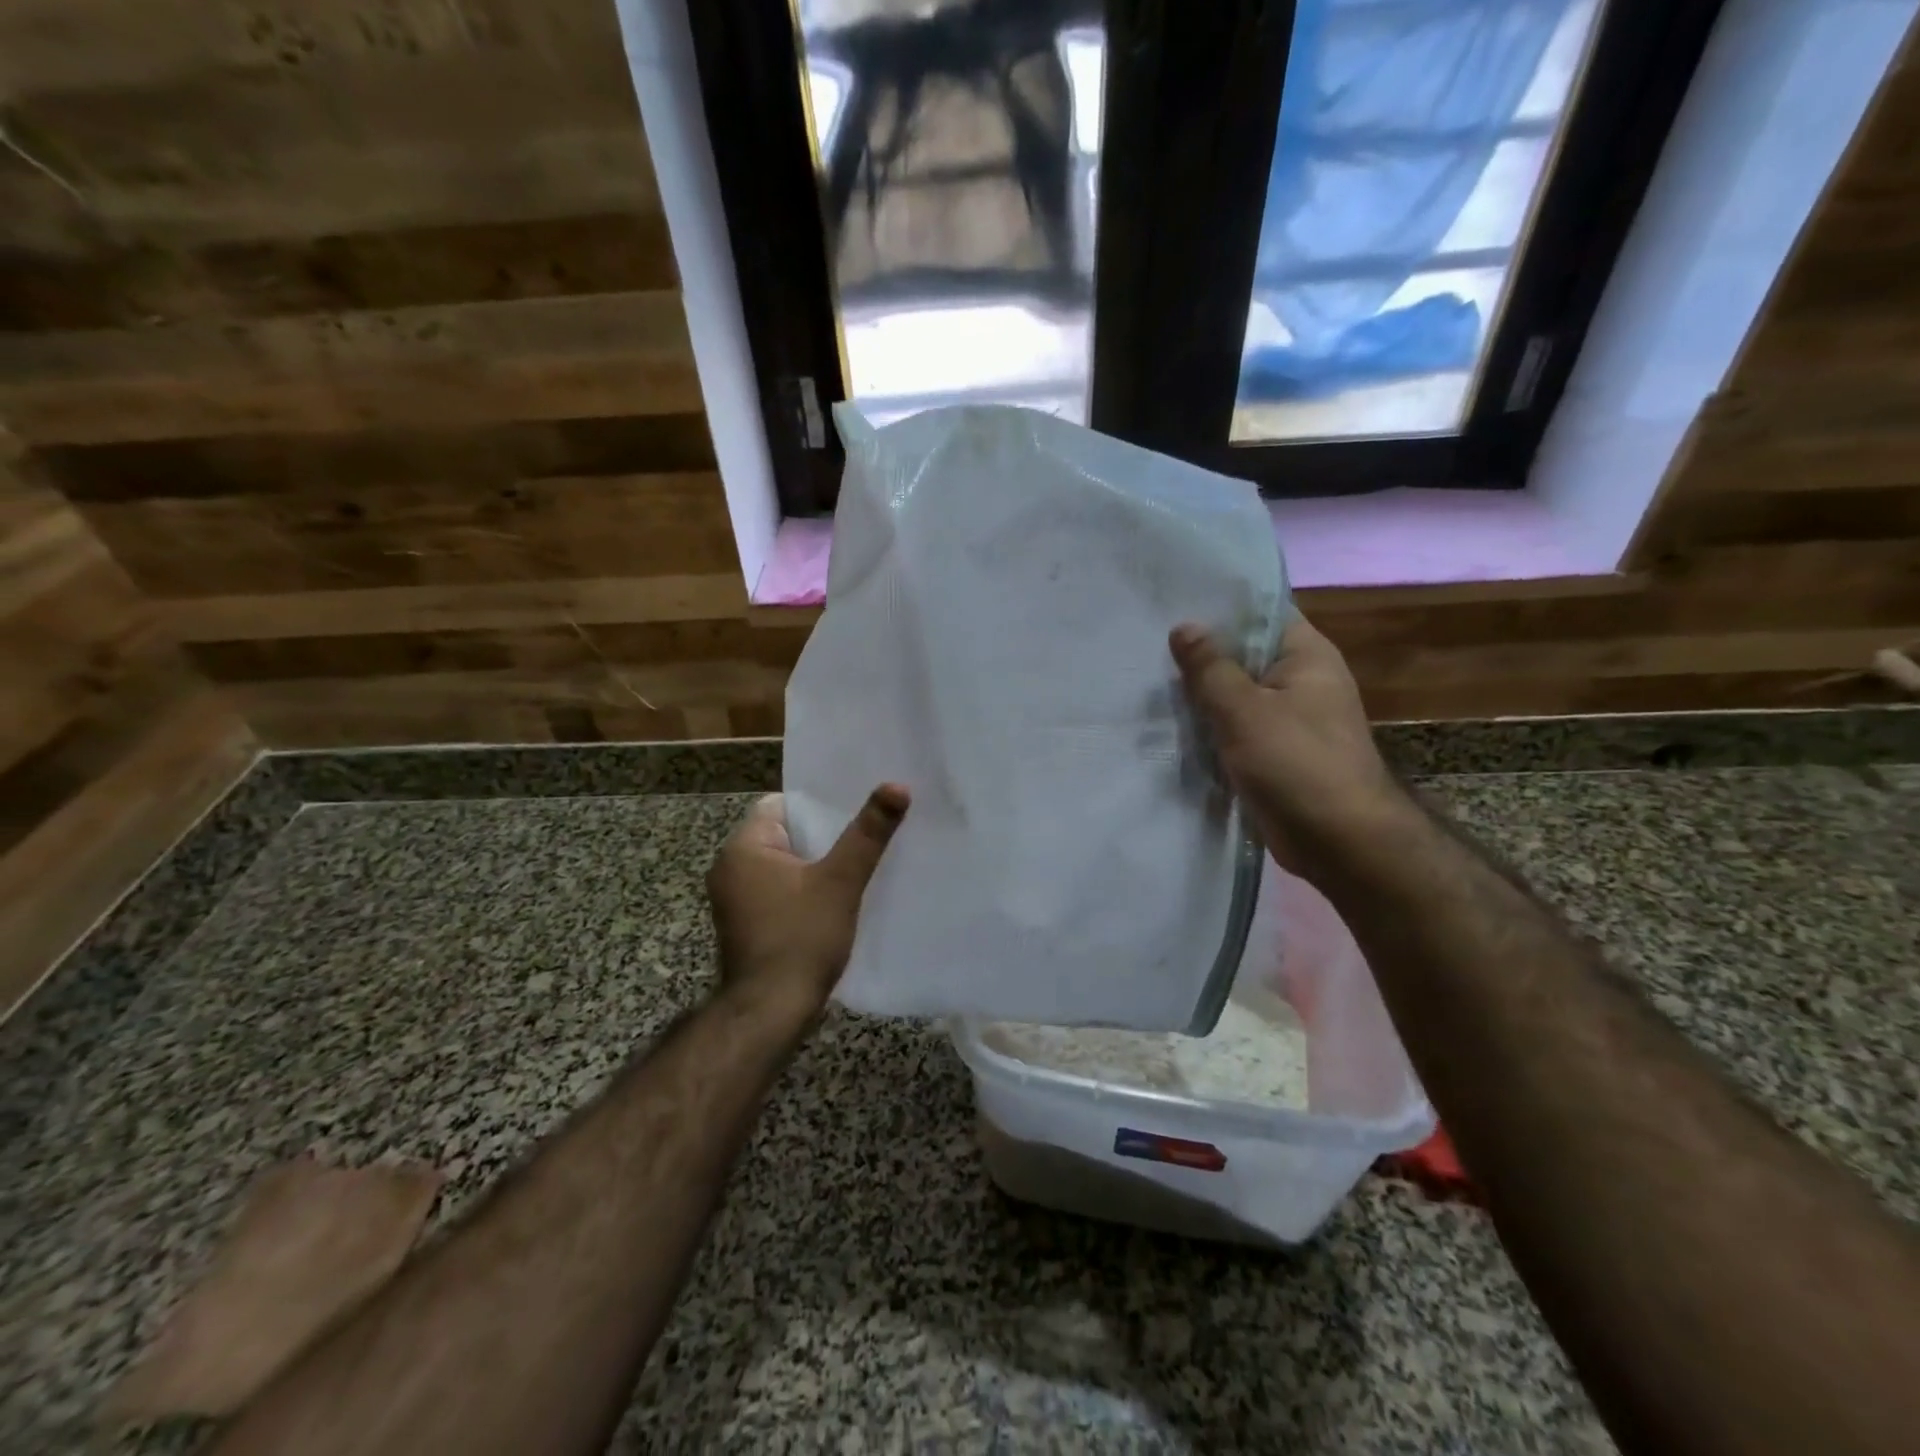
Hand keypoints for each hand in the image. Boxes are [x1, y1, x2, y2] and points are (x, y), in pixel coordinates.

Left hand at [706, 785, 909, 1013]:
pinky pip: (779, 892)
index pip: (782, 805)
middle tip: (866, 834)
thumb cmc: (801, 939)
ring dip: (815, 866)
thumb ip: (868, 833)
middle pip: (785, 835)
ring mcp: (734, 900)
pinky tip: (834, 900)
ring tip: (857, 864)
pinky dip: (803, 891)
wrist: (770, 1014)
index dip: (820, 805)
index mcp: (742, 848)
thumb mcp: (841, 881)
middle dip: (823, 836)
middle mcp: (729, 868)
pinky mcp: (745, 925)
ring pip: (784, 866)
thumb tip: (898, 785)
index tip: (855, 810)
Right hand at [1170, 616, 1406, 872]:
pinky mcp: (1275, 753)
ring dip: (1200, 695)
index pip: (1261, 613)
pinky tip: (1168, 724)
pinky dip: (1209, 727)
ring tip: (1146, 680)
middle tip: (1146, 642)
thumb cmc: (1297, 763)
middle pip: (1244, 655)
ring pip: (1235, 695)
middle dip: (1200, 653)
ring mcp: (1289, 719)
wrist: (1339, 841)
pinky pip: (1235, 729)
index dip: (1219, 605)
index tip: (1172, 602)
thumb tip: (1184, 627)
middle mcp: (1301, 680)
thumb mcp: (1243, 710)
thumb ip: (1210, 667)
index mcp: (1306, 655)